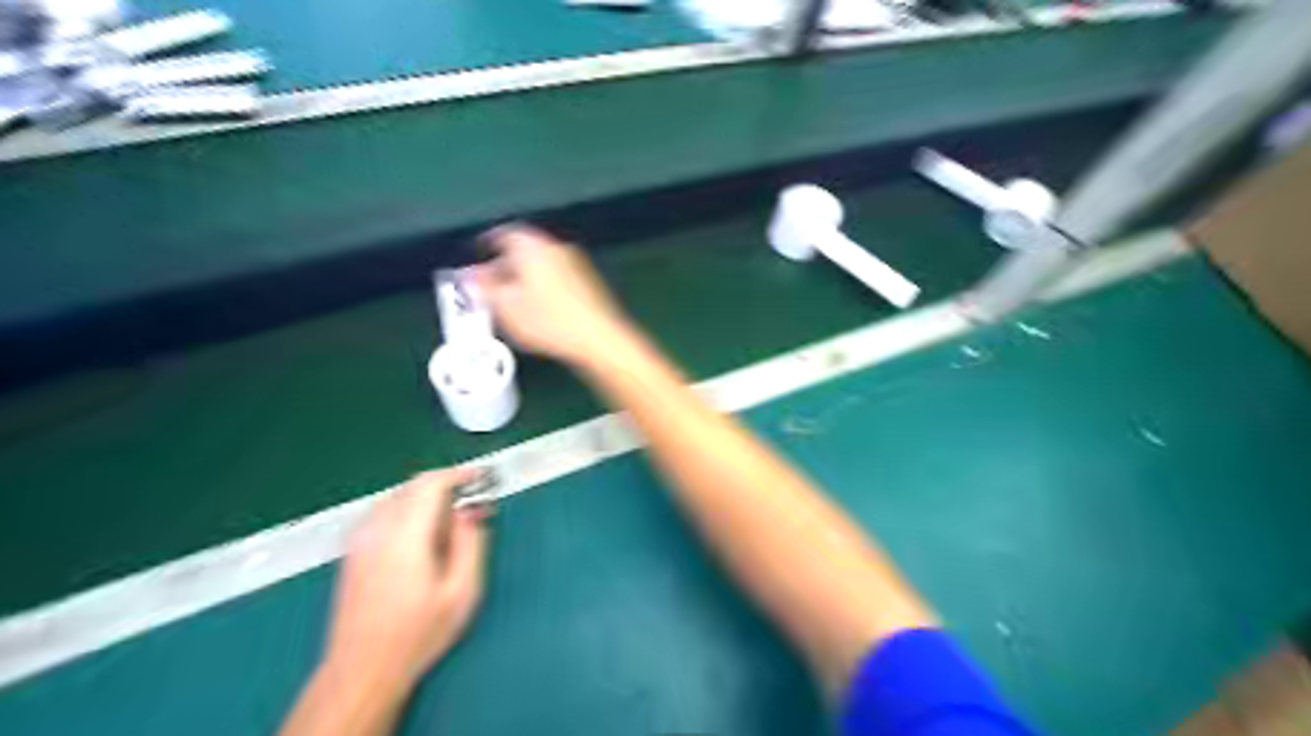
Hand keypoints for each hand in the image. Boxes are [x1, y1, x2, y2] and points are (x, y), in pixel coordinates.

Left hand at [326, 469, 495, 685]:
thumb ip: (471, 542)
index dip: (459, 474)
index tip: (481, 478)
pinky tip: (421, 539)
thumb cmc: (418, 633)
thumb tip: (472, 511)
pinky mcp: (352, 552)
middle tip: (470, 508)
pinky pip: (384, 513)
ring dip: (425, 500)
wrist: (362, 669)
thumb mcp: (462, 591)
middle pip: (413, 486)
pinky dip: (408, 512)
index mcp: (406, 535)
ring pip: (397, 498)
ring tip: (448, 526)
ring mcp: (360, 540)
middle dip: (445, 488)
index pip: (431, 483)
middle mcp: (377, 530)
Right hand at [478, 221, 635, 364]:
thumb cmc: (548, 320)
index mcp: (533, 246)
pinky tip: (536, 310)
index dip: (486, 245)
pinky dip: (541, 287)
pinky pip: (556, 278)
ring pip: (540, 265)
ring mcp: (575, 264)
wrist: (598, 338)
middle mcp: (555, 248)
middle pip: (523, 250)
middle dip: (503, 267)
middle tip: (488, 286)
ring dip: (523, 278)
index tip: (477, 258)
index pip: (503, 234)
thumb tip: (468, 277)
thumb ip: (483, 289)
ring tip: (509, 302)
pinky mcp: (587, 283)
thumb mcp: (505, 307)